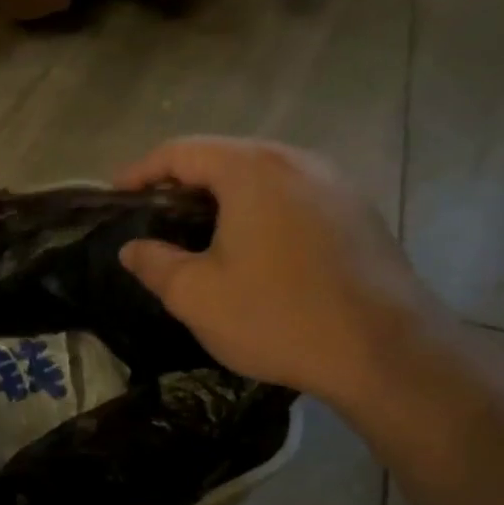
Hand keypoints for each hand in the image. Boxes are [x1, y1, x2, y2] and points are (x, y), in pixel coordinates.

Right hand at [116, 138, 446, 411]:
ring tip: (196, 231)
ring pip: (261, 175)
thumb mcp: (195, 295)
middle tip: (153, 216)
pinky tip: (250, 246)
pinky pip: (292, 195)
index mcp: (252, 171)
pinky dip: (258, 208)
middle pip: (224, 156)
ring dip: (222, 195)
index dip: (141, 170)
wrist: (387, 354)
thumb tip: (132, 248)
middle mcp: (297, 161)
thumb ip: (153, 263)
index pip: (181, 151)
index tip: (116, 196)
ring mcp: (336, 184)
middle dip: (181, 181)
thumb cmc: (277, 316)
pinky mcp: (357, 213)